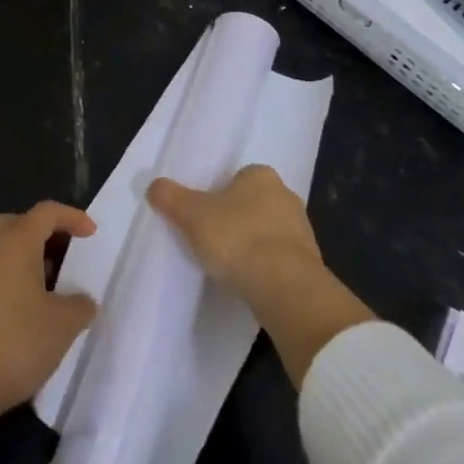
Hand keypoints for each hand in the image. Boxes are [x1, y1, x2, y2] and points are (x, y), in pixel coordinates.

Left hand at [0, 201, 97, 422]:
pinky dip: (13, 277)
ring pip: (4, 248)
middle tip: (65, 254)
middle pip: (19, 223)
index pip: (47, 212)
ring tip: (51, 286)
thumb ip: (80, 305)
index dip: (72, 217)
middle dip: (45, 233)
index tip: (92, 235)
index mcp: (16, 242)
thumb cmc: (16, 342)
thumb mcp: (63, 325)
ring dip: (28, 257)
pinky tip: (27, 309)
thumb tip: (82, 300)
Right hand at [147, 165, 322, 308]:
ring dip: (253, 245)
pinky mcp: (309, 263)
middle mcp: (286, 195)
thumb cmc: (237, 238)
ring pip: (268, 232)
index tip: (203, 216)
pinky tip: (249, 282)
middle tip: (212, 240)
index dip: (218, 195)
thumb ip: (171, 197)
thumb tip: (154, 186)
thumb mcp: (191, 215)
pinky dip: (266, 268)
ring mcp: (302, 230)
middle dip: (236, 219)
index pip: (238, 177)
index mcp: (261, 175)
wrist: (286, 288)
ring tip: (229, 266)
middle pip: (253, 203)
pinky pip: (280, 259)